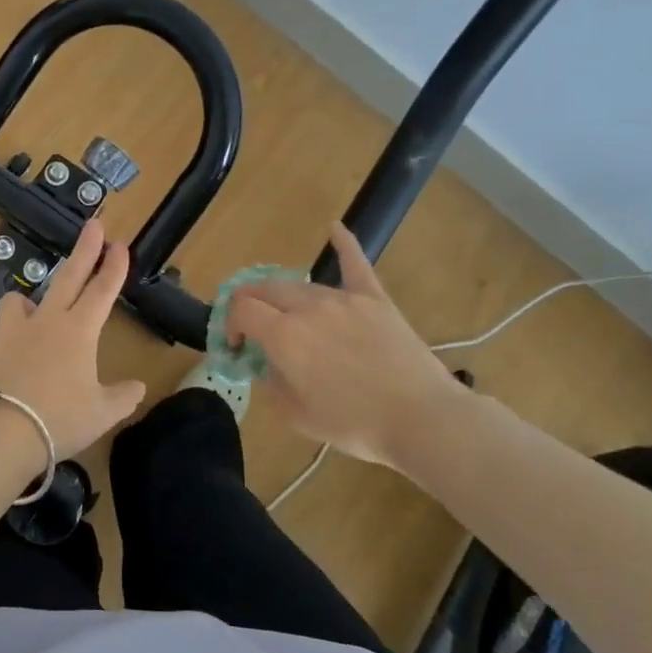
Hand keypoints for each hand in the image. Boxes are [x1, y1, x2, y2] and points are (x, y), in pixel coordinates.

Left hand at [0, 220, 147, 462]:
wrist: (0, 436)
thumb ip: (123, 397)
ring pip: (15, 302)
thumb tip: (138, 387)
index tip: (120, 244)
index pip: (102, 291)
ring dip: (24, 304)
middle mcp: (43, 323)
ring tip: (27, 315)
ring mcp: (6, 334)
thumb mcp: (102, 414)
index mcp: (78, 332)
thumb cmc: (59, 421)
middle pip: (67, 278)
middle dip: (84, 250)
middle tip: (93, 226)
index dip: (114, 267)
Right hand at [226, 223, 462, 467]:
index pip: (241, 309)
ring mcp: (344, 299)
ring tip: (288, 317)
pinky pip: (355, 264)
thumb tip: (266, 364)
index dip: (230, 324)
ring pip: (301, 286)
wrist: (421, 419)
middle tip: (253, 328)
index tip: (237, 347)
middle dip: (250, 304)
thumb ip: (271, 383)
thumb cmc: (354, 424)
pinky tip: (335, 227)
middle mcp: (308, 307)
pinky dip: (344, 244)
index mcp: (283, 335)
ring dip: (285, 298)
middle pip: (266, 289)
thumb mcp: (296, 415)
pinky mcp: (375, 299)